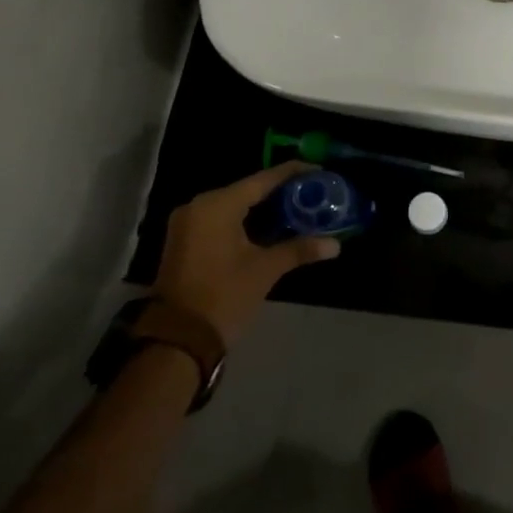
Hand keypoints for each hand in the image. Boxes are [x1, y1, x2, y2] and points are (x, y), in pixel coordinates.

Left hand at [155, 163, 337, 345]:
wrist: (176, 340)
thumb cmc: (223, 296)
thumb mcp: (265, 270)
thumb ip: (299, 250)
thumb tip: (335, 245)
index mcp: (218, 205)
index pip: (264, 179)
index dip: (293, 173)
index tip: (320, 172)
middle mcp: (199, 205)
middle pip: (248, 189)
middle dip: (281, 192)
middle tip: (312, 194)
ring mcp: (188, 223)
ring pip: (234, 205)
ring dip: (263, 208)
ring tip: (298, 209)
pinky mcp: (184, 241)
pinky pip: (221, 219)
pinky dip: (245, 221)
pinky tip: (270, 227)